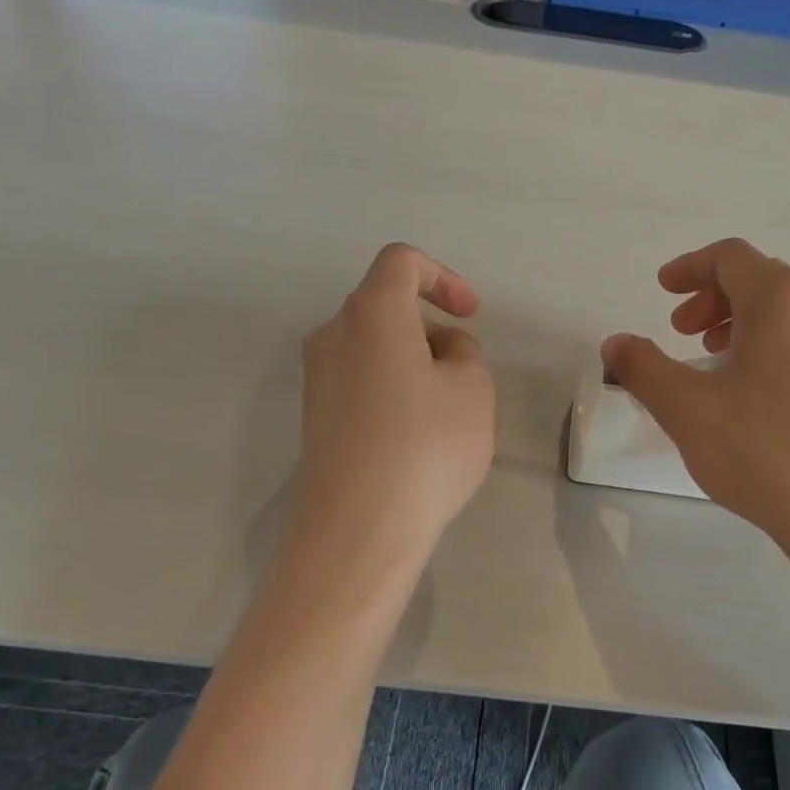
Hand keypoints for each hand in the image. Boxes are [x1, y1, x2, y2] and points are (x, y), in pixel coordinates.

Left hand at [294, 244, 495, 556]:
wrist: (359, 527)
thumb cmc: (426, 445)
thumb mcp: (473, 388)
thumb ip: (463, 352)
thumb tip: (438, 352)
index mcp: (371, 312)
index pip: (401, 262)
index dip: (442, 277)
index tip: (469, 315)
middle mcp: (333, 335)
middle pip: (386, 308)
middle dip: (432, 330)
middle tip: (464, 377)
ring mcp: (317, 379)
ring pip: (375, 349)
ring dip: (414, 364)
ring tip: (446, 415)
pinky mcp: (315, 418)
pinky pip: (361, 383)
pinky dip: (393, 392)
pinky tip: (415, 440)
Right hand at [601, 238, 789, 554]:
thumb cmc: (764, 452)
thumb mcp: (686, 409)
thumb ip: (643, 368)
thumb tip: (616, 344)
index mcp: (782, 302)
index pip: (731, 258)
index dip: (690, 266)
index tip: (664, 289)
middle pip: (764, 282)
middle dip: (715, 299)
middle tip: (684, 332)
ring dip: (747, 326)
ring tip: (720, 365)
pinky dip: (779, 353)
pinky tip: (765, 402)